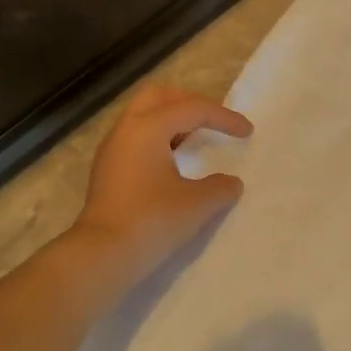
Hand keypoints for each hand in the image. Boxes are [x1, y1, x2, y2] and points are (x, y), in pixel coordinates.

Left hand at [69, 84, 252, 282]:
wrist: (103, 254)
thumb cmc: (152, 221)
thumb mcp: (197, 204)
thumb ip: (220, 187)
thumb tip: (230, 183)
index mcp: (148, 127)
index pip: (192, 109)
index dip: (224, 117)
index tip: (247, 132)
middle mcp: (126, 128)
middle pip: (160, 96)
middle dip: (191, 103)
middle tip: (214, 120)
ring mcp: (112, 148)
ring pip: (144, 115)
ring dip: (173, 120)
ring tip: (197, 139)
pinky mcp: (107, 168)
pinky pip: (137, 136)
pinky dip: (160, 138)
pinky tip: (175, 162)